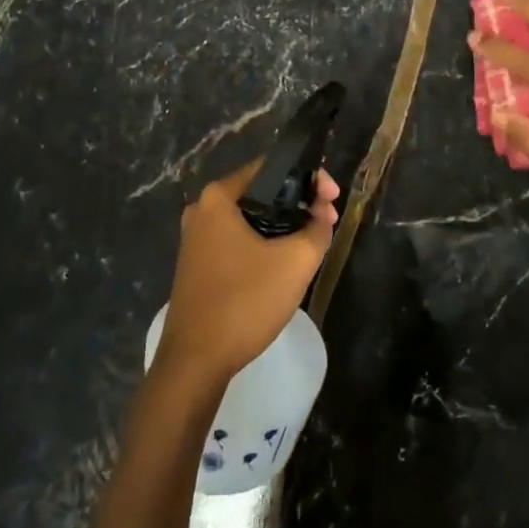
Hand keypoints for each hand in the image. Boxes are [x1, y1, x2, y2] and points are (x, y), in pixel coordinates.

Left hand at [155, 159, 339, 386]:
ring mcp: (196, 238)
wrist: (196, 360)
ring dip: (284, 224)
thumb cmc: (245, 301)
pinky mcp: (198, 264)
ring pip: (251, 218)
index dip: (309, 177)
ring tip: (314, 240)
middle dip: (299, 202)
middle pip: (261, 192)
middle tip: (328, 219)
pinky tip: (285, 261)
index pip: (271, 167)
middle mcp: (202, 210)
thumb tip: (322, 215)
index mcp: (219, 197)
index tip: (333, 197)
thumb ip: (317, 229)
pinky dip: (265, 242)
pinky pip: (239, 239)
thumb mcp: (296, 262)